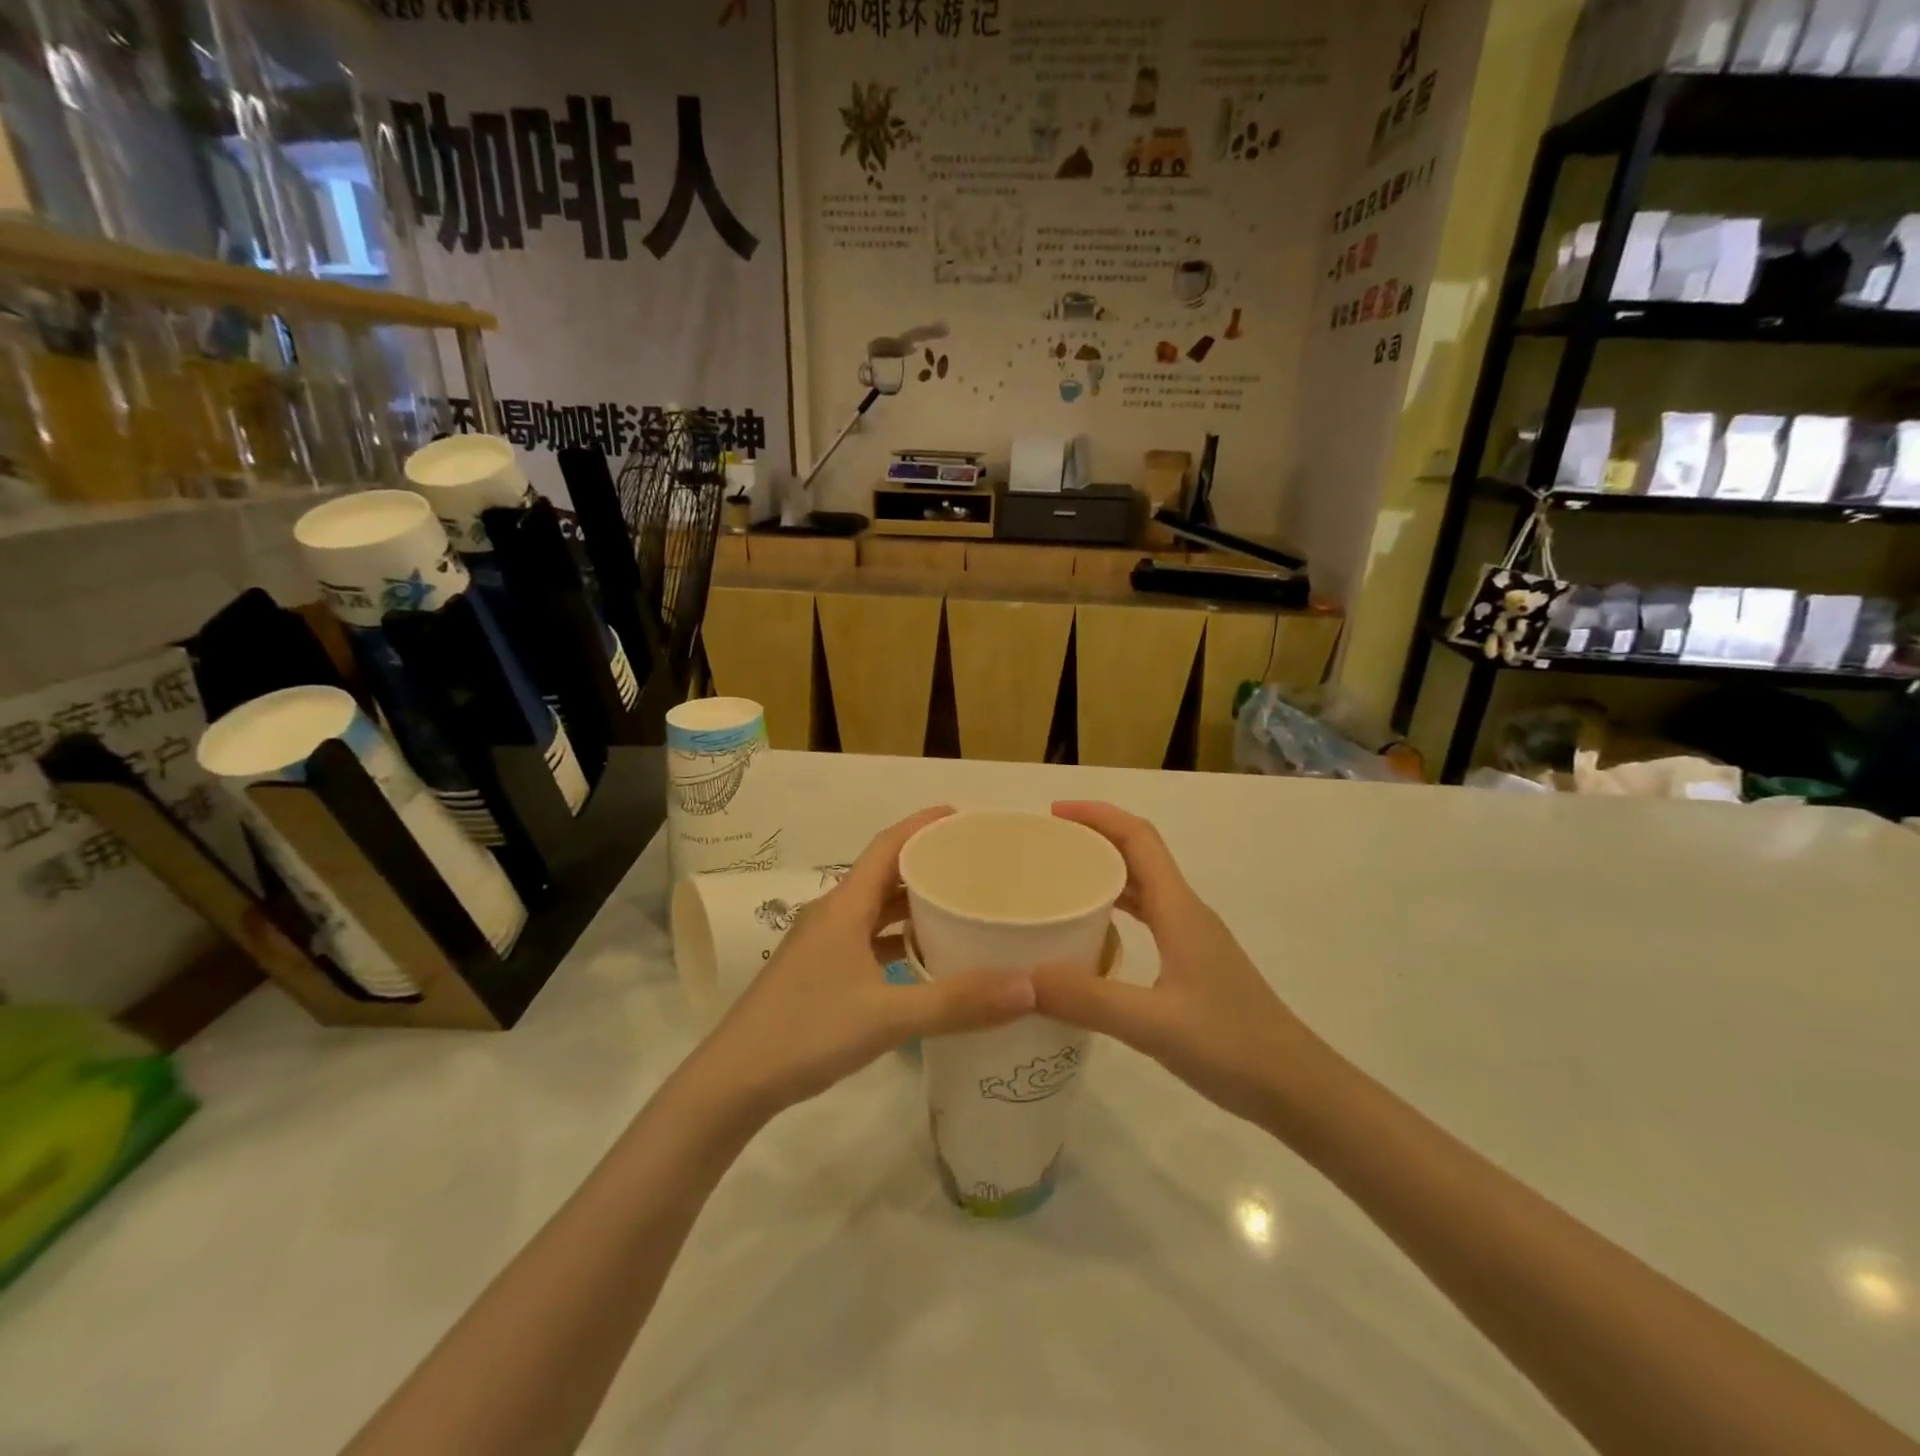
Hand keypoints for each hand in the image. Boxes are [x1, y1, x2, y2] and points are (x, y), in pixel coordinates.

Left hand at [687, 807, 1038, 1123]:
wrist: (733, 1082)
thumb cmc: (806, 1033)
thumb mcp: (887, 1017)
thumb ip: (956, 1002)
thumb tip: (1027, 987)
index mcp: (843, 906)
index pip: (886, 846)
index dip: (922, 825)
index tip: (961, 817)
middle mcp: (832, 915)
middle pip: (883, 875)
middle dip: (926, 865)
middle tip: (974, 866)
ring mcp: (821, 945)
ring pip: (874, 910)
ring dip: (912, 905)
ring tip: (958, 907)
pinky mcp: (818, 972)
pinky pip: (866, 940)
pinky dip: (897, 940)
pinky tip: (923, 961)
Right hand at [1030, 801, 1317, 1126]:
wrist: (1298, 1089)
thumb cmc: (1233, 1046)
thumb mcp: (1153, 1024)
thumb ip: (1087, 1000)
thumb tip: (1019, 979)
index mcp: (1179, 909)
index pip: (1138, 837)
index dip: (1097, 816)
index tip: (1052, 814)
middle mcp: (1186, 912)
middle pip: (1137, 855)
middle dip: (1092, 840)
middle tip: (1043, 850)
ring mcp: (1192, 939)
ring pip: (1142, 888)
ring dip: (1102, 875)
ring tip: (1056, 884)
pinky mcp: (1192, 965)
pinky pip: (1147, 919)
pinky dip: (1114, 912)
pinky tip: (1089, 937)